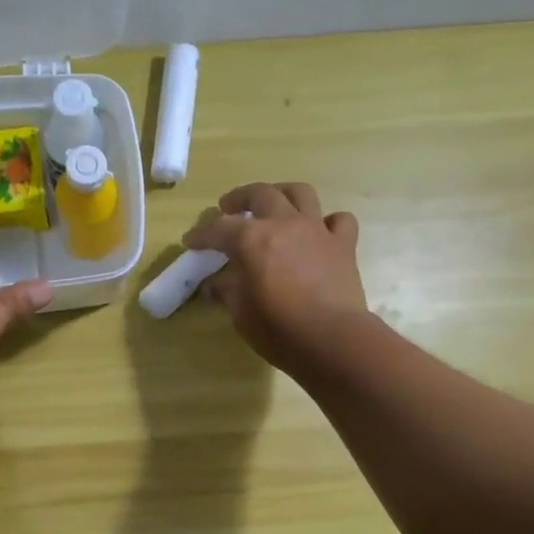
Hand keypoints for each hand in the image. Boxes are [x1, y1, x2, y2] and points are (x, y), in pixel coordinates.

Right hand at [185, 182, 366, 370]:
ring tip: (273, 203)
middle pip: (260, 194)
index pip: (219, 229)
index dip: (201, 234)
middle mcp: (284, 224)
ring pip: (300, 193)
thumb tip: (214, 285)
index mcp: (252, 239)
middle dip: (239, 198)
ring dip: (282, 193)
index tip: (190, 241)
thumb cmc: (279, 329)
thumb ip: (227, 292)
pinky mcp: (343, 245)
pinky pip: (339, 220)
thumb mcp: (241, 314)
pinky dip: (328, 221)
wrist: (333, 340)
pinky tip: (320, 231)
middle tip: (228, 207)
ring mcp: (317, 230)